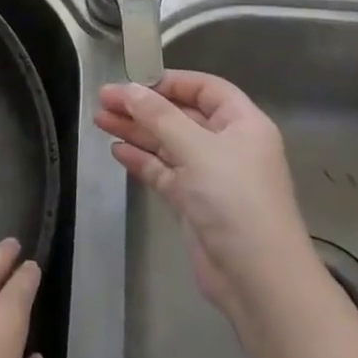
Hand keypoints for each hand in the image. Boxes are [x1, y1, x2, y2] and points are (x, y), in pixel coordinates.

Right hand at [95, 70, 323, 344]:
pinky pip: (164, 172)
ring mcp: (210, 176)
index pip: (205, 89)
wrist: (256, 277)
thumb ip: (159, 116)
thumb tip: (129, 89)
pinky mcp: (194, 203)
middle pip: (181, 116)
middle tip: (103, 100)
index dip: (170, 82)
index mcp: (243, 124)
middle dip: (143, 107)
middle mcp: (228, 146)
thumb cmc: (234, 200)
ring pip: (168, 144)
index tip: (132, 80)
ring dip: (136, 131)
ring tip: (100, 120)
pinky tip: (116, 150)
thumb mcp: (196, 149)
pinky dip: (142, 160)